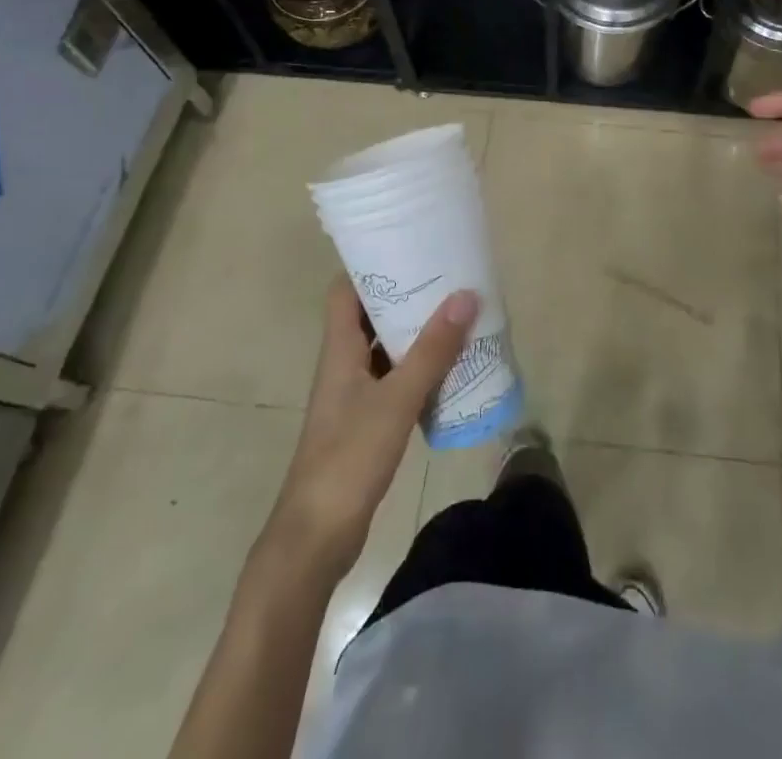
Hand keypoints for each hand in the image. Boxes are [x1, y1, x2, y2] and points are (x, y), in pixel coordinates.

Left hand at [262, 277, 478, 579]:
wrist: (315, 538)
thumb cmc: (348, 458)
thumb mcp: (396, 400)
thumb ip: (432, 350)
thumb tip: (465, 295)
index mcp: (339, 349)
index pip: (344, 290)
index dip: (369, 263)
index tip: (406, 244)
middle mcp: (343, 364)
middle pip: (368, 314)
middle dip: (403, 293)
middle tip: (445, 274)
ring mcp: (353, 395)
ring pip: (384, 347)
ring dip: (413, 330)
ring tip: (455, 312)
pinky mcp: (365, 421)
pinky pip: (393, 378)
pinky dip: (417, 366)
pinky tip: (448, 367)